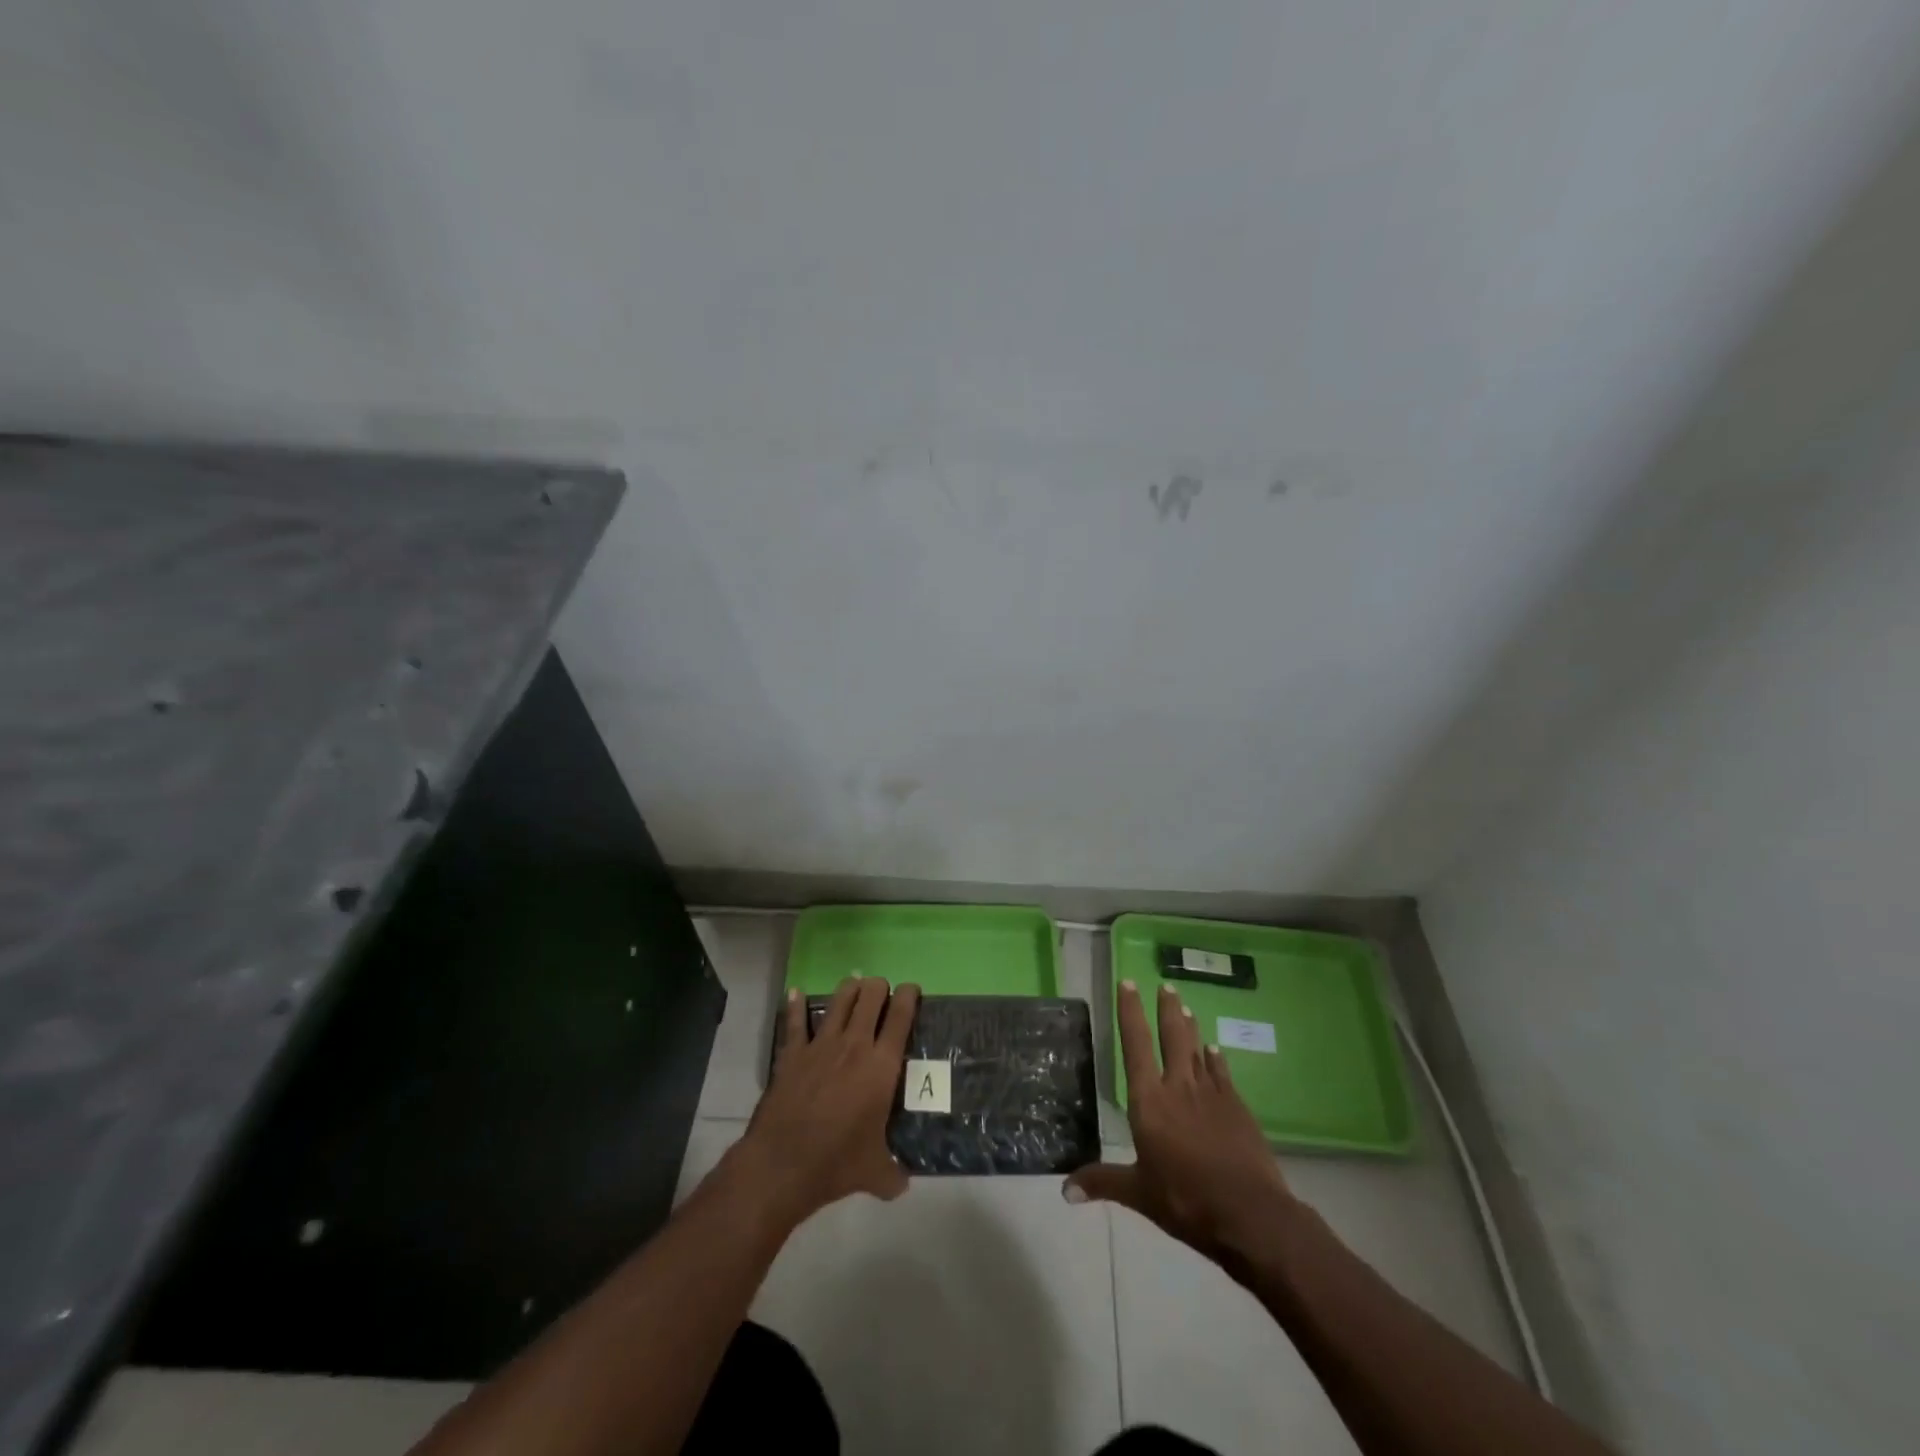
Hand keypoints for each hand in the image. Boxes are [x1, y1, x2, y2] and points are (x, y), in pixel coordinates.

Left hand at [727, 977, 920, 1228]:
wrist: (782, 1165)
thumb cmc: (836, 1163)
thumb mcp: (875, 1174)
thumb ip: (893, 1174)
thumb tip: (902, 1184)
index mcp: (882, 1066)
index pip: (901, 1016)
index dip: (909, 995)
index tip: (911, 989)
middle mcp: (854, 1045)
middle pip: (871, 996)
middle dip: (879, 986)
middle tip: (882, 992)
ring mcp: (820, 1045)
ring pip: (839, 999)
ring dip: (849, 989)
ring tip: (854, 987)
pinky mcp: (792, 1053)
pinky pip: (795, 1021)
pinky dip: (796, 1005)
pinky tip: (796, 993)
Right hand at [1064, 981, 1297, 1269]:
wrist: (1250, 1213)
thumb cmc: (1186, 1200)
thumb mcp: (1139, 1193)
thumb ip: (1103, 1182)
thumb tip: (1064, 1191)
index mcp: (1149, 1101)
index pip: (1135, 1045)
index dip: (1130, 1012)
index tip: (1128, 984)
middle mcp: (1178, 1087)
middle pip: (1171, 1037)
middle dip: (1166, 1009)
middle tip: (1165, 985)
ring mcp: (1211, 1095)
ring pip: (1197, 1050)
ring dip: (1189, 1027)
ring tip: (1184, 1005)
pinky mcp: (1237, 1108)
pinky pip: (1221, 1073)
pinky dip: (1215, 1058)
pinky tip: (1214, 1050)